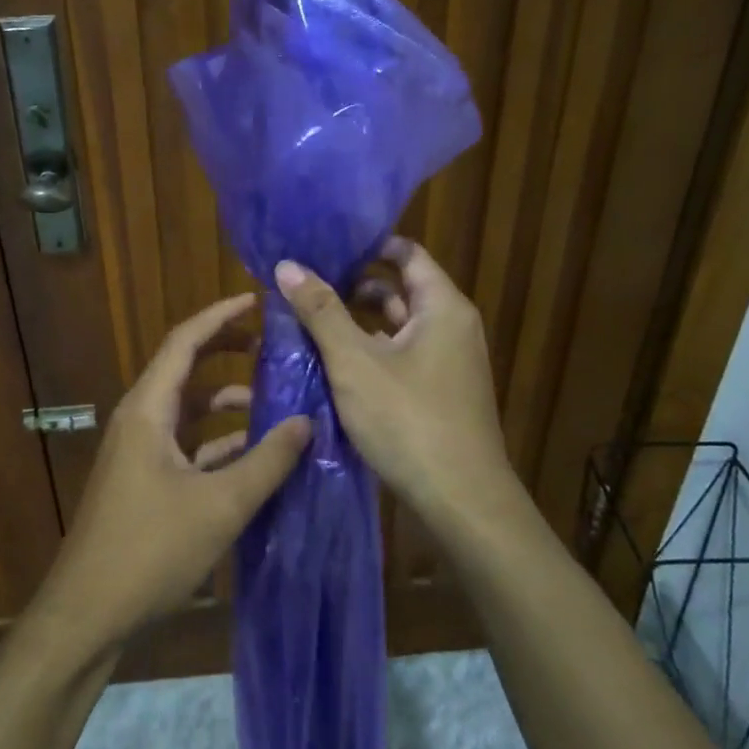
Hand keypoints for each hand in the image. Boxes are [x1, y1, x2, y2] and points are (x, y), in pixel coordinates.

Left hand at [33, 294, 310, 654]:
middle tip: (271, 345)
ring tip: (275, 402)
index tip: (256, 301)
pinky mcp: (144, 481)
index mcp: (148, 409)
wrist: (88, 614)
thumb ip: (267, 461)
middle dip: (226, 352)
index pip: (184, 342)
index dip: (220, 316)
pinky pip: (186, 445)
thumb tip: (307, 421)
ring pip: (188, 411)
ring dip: (227, 403)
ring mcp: (139, 452)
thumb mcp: (220, 505)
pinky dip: (218, 441)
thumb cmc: (150, 550)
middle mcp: (140, 420)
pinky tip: (253, 455)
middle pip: (185, 369)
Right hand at [273, 238, 514, 531]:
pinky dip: (371, 352)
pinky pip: (402, 356)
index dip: (366, 246)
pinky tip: (334, 363)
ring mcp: (449, 363)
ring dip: (358, 322)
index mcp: (442, 307)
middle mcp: (452, 327)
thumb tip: (287, 265)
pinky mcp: (440, 393)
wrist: (462, 503)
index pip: (406, 252)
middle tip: (305, 285)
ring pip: (398, 326)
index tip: (323, 247)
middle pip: (400, 288)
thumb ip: (321, 311)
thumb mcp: (355, 362)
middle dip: (353, 285)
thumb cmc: (409, 420)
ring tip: (309, 321)